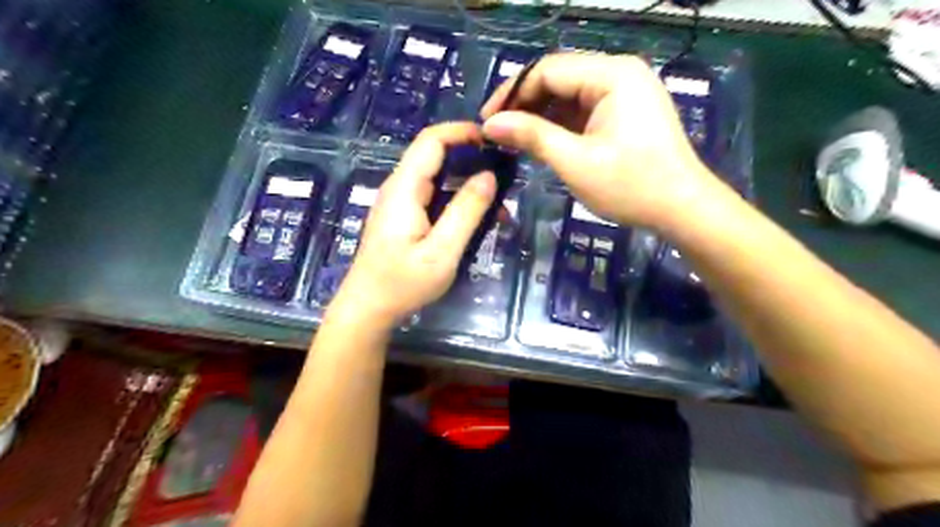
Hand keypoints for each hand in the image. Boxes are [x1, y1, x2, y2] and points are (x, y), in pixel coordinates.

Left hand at [329, 124, 495, 328]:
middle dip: (470, 157)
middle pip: (434, 155)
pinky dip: (455, 198)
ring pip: (435, 176)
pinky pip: (432, 195)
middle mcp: (398, 187)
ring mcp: (398, 202)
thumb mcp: (441, 251)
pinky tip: (475, 216)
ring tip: (497, 199)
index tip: (494, 140)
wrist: (367, 309)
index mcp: (404, 188)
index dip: (462, 132)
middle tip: (504, 172)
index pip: (431, 141)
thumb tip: (489, 176)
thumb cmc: (402, 284)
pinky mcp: (402, 217)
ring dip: (466, 181)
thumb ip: (466, 212)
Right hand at [480, 51, 720, 230]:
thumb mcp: (575, 162)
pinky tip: (542, 142)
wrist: (682, 209)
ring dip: (540, 116)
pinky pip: (584, 110)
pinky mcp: (626, 112)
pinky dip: (560, 125)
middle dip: (525, 105)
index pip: (547, 70)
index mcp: (611, 75)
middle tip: (498, 134)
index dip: (511, 94)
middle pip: (558, 79)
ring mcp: (625, 92)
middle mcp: (619, 73)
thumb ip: (531, 136)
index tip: (486, 122)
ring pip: (569, 95)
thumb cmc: (630, 186)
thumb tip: (490, 124)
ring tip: (514, 141)